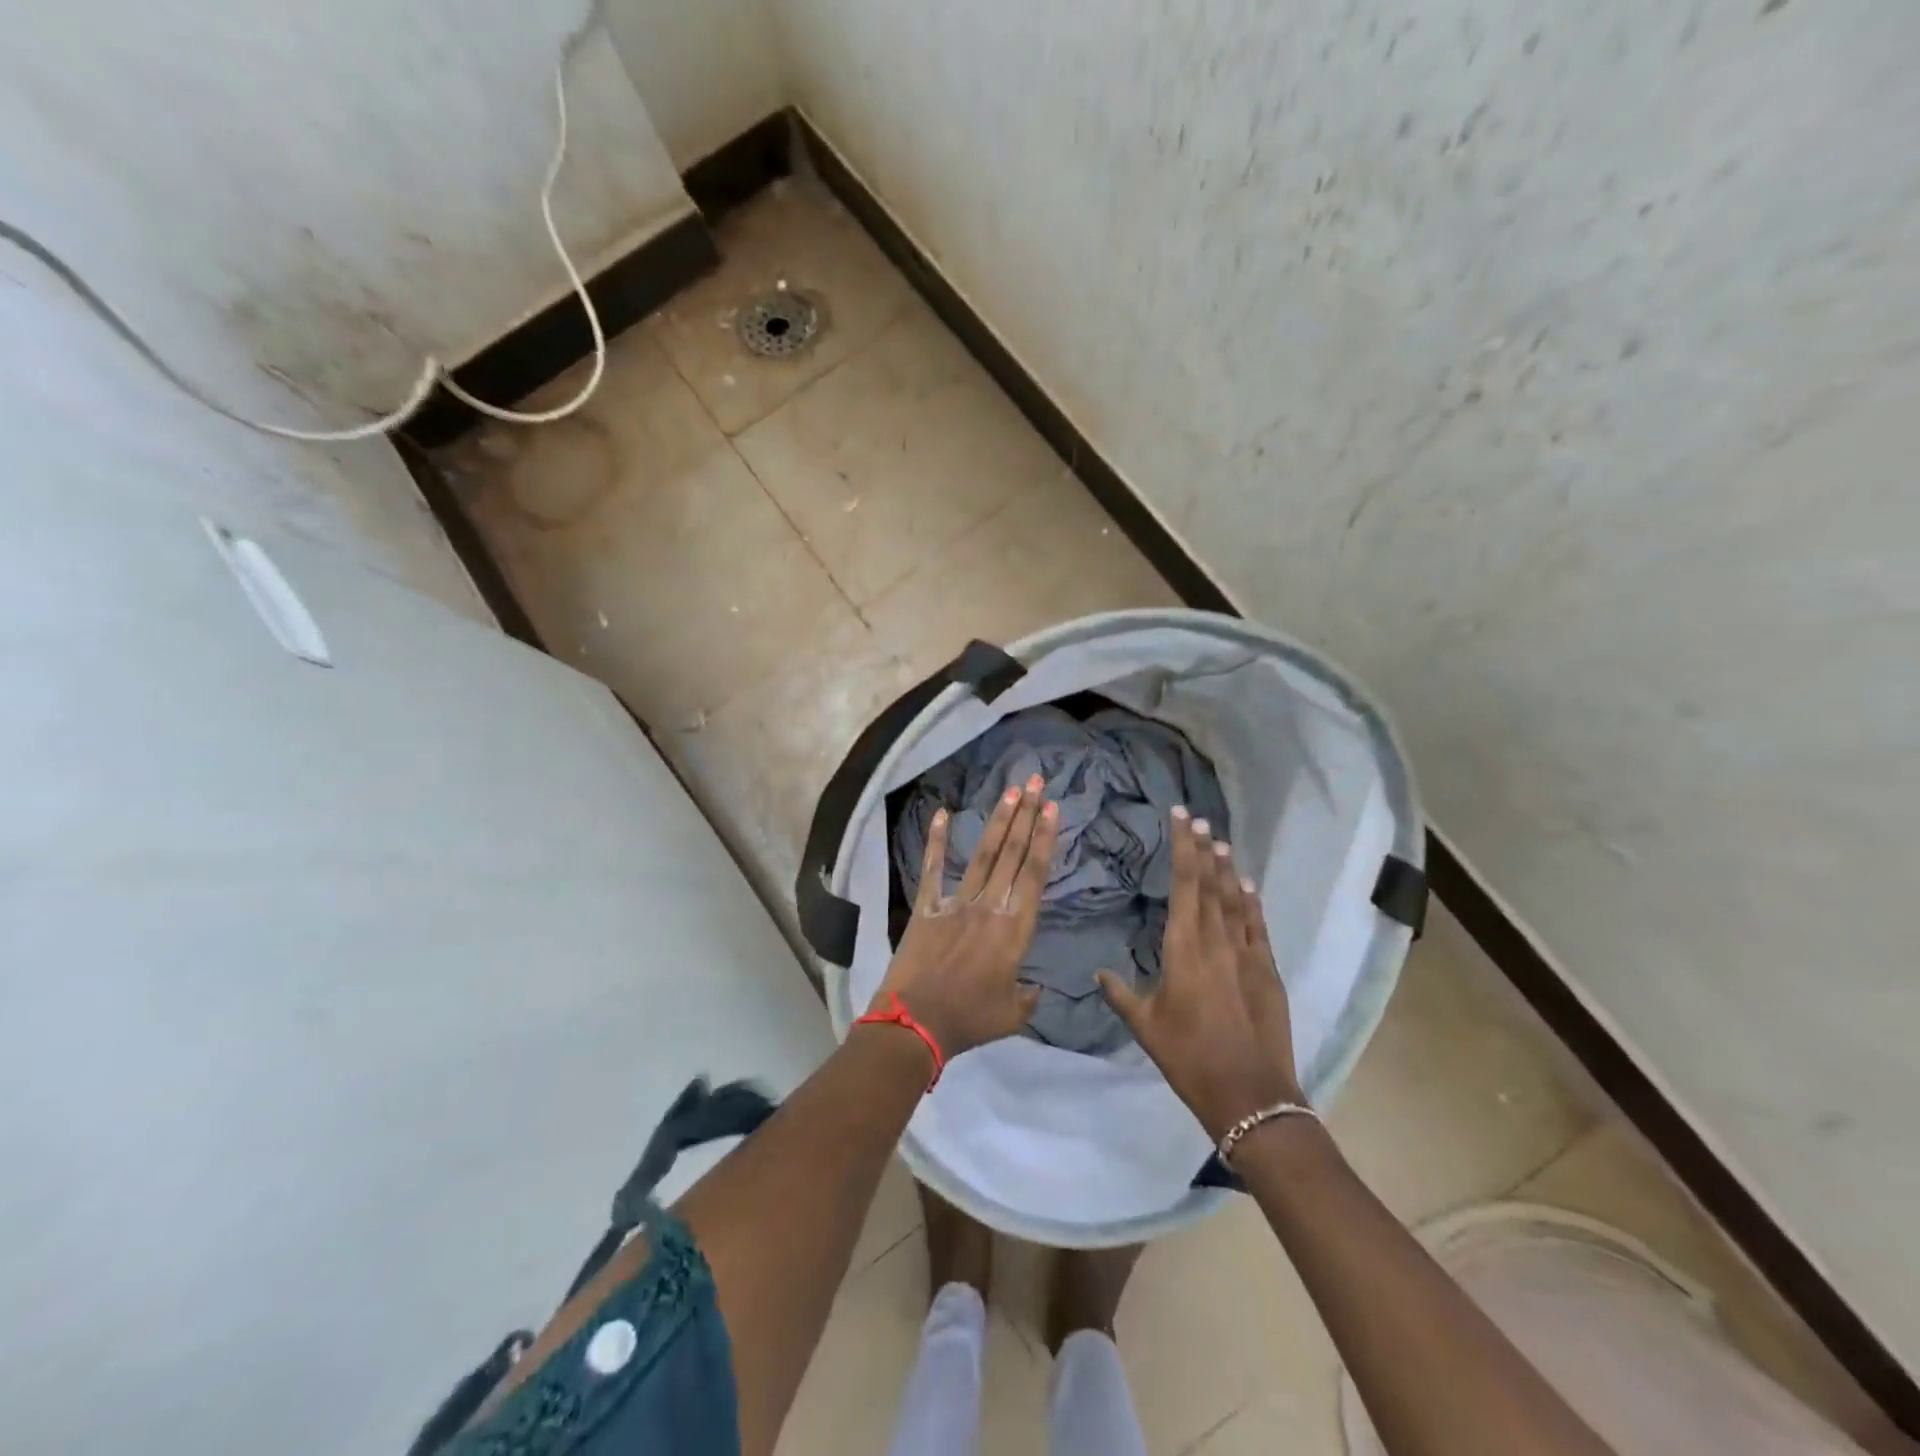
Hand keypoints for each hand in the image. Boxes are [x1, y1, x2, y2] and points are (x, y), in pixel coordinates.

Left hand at [872, 774, 1056, 1060]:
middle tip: (1036, 783)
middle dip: (1027, 815)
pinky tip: (943, 814)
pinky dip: (937, 842)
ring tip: (1010, 791)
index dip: (1045, 838)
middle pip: (1013, 854)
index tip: (1052, 808)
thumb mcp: (1013, 1015)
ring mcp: (956, 903)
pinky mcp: (927, 908)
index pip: (1035, 874)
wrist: (916, 1024)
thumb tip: (1036, 986)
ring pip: (983, 855)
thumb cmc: (970, 1020)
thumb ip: (1028, 995)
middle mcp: (989, 907)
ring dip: (998, 821)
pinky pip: (933, 869)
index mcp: (1015, 930)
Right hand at [1098, 807, 1302, 1140]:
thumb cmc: (1189, 1057)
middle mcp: (1217, 942)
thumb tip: (1098, 973)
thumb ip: (1120, 994)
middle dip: (1203, 848)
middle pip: (1211, 884)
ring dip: (1227, 869)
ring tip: (1221, 842)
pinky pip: (1258, 927)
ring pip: (1235, 900)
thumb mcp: (1145, 1027)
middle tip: (1198, 819)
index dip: (1183, 848)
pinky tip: (1248, 887)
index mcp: (1184, 948)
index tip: (1181, 818)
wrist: (1250, 1094)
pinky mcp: (1268, 971)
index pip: (1184, 885)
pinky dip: (1252, 903)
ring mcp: (1247, 954)